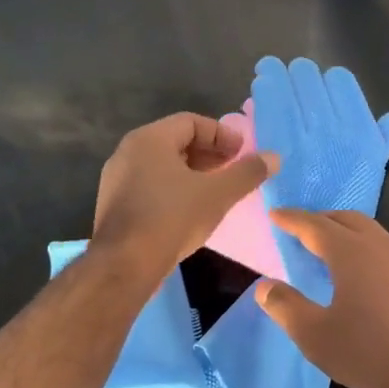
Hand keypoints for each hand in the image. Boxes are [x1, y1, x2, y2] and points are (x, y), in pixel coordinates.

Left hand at [93, 113, 276, 276]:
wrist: (124, 265)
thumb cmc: (172, 218)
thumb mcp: (218, 194)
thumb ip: (247, 172)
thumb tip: (274, 157)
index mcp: (150, 139)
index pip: (191, 122)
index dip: (222, 135)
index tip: (242, 153)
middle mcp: (128, 151)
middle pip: (176, 141)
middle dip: (209, 153)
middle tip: (233, 170)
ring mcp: (116, 179)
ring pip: (162, 165)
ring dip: (193, 172)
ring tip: (216, 190)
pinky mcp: (114, 204)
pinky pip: (150, 184)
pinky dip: (174, 188)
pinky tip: (191, 209)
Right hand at [255, 210, 388, 387]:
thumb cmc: (370, 349)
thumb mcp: (316, 335)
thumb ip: (286, 307)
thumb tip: (264, 286)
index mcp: (350, 252)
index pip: (314, 225)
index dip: (292, 219)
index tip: (275, 214)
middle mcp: (381, 244)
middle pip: (347, 219)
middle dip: (322, 219)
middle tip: (304, 227)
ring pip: (374, 232)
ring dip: (350, 232)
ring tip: (335, 247)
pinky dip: (372, 250)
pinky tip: (372, 272)